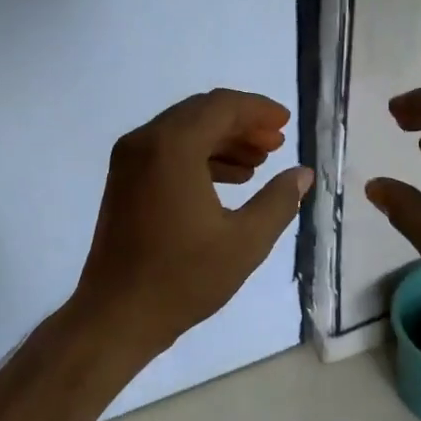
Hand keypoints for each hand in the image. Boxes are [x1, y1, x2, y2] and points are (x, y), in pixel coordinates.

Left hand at [74, 89, 313, 356]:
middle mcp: (144, 142)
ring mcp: (128, 162)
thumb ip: (279, 201)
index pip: (221, 106)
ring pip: (182, 132)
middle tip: (276, 144)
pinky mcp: (123, 182)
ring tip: (258, 164)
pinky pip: (166, 153)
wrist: (117, 314)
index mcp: (172, 147)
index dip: (258, 110)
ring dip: (222, 141)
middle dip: (241, 124)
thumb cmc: (183, 278)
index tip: (286, 124)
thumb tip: (302, 174)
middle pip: (200, 113)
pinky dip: (198, 158)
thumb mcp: (245, 242)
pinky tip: (228, 181)